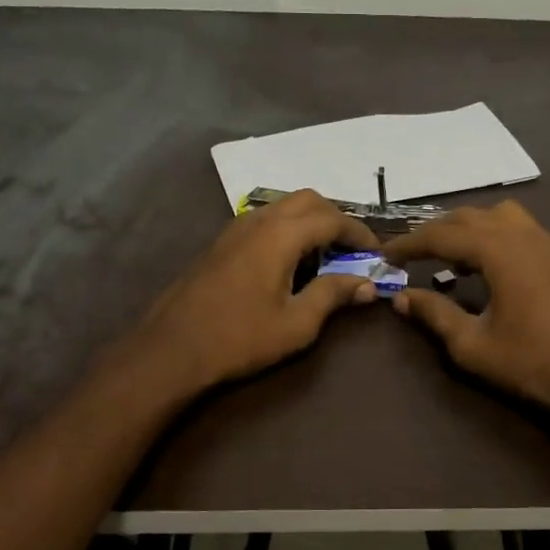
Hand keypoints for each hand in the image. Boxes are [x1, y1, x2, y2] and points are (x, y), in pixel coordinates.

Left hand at [128, 190, 380, 396]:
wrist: (172, 349)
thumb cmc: (239, 338)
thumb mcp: (296, 324)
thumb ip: (332, 295)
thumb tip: (366, 284)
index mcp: (281, 235)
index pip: (332, 219)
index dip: (360, 233)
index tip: (377, 252)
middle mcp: (259, 220)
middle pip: (308, 200)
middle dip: (336, 218)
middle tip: (353, 249)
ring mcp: (235, 228)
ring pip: (284, 206)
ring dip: (310, 222)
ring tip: (326, 256)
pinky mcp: (222, 242)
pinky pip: (265, 220)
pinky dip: (288, 229)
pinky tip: (290, 262)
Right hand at [382, 201, 549, 425]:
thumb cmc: (530, 362)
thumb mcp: (471, 344)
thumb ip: (435, 314)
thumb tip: (401, 297)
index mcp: (498, 250)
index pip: (441, 235)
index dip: (409, 244)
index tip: (384, 256)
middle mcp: (521, 234)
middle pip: (466, 217)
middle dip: (434, 232)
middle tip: (409, 255)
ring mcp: (543, 241)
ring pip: (494, 215)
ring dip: (465, 228)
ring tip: (448, 257)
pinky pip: (515, 227)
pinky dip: (491, 234)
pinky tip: (483, 266)